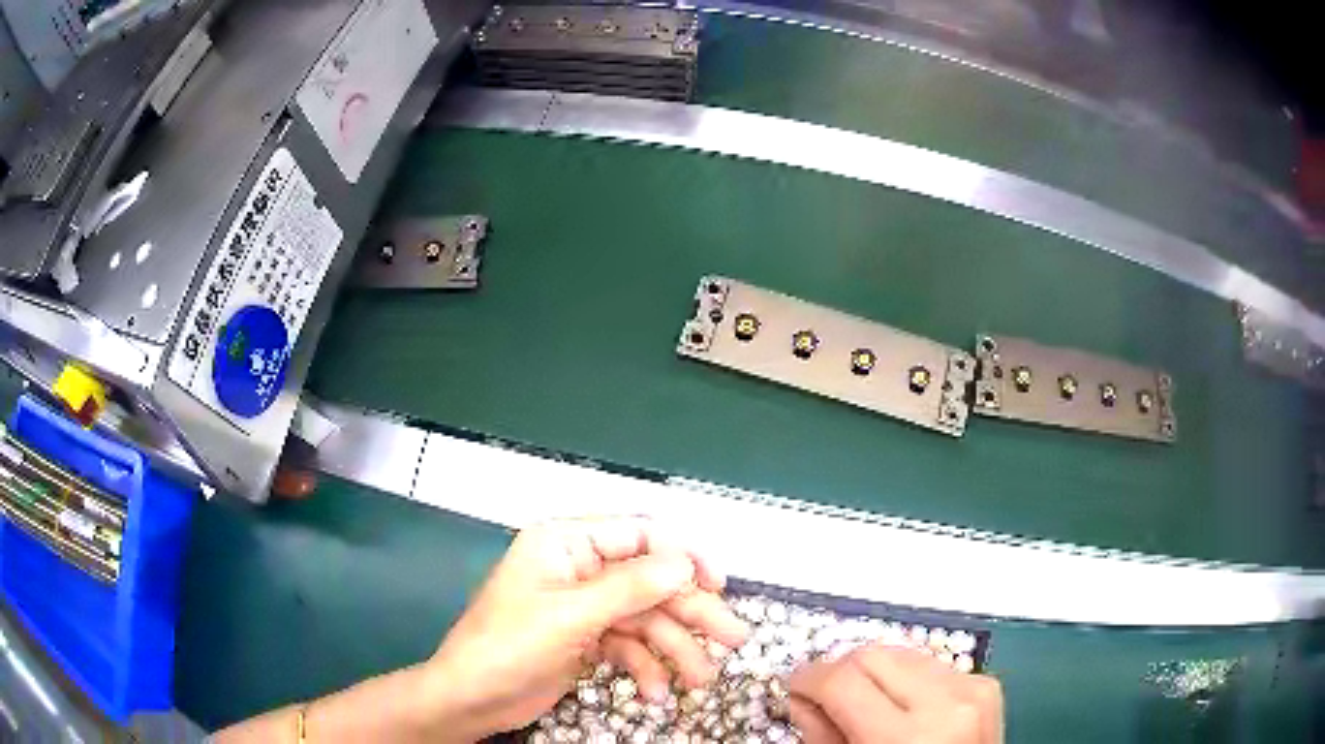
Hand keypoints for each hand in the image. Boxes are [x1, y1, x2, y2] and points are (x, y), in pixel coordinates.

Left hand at [423, 517, 750, 739]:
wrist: (471, 699)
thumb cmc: (509, 647)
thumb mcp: (570, 616)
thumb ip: (629, 588)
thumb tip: (685, 563)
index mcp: (566, 544)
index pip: (639, 534)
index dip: (683, 556)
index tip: (719, 584)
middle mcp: (579, 569)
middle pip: (650, 583)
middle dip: (691, 612)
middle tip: (735, 639)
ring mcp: (584, 607)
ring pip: (645, 619)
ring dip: (675, 649)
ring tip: (701, 681)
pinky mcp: (585, 640)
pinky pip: (628, 646)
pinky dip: (645, 668)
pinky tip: (654, 693)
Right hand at [788, 645, 1002, 743]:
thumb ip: (822, 734)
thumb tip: (803, 696)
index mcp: (906, 737)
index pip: (842, 680)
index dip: (808, 679)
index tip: (796, 687)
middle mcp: (947, 703)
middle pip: (872, 655)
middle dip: (841, 672)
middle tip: (827, 697)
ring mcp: (972, 688)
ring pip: (901, 653)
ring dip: (875, 673)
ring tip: (868, 704)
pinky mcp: (986, 684)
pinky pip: (930, 664)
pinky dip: (907, 679)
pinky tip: (904, 706)